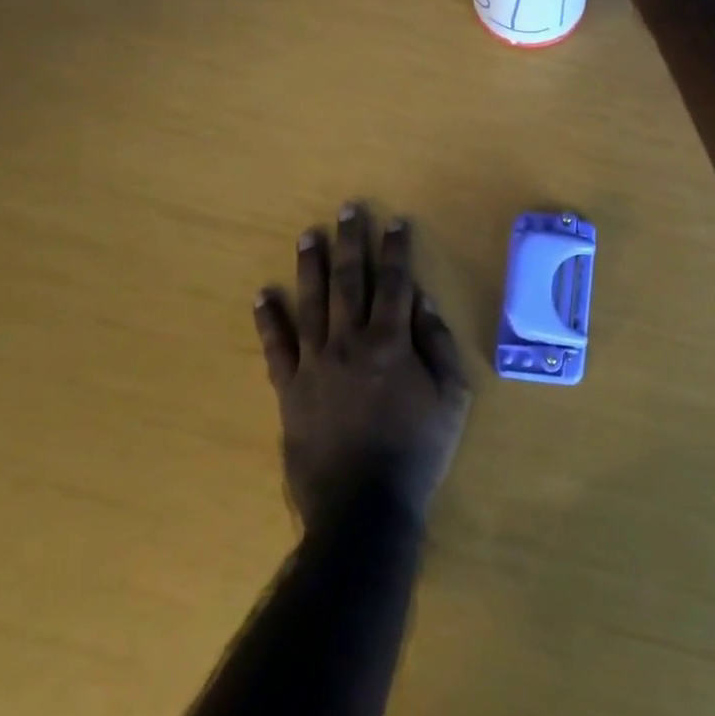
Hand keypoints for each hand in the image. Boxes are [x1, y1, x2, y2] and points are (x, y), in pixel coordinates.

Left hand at [255, 204, 471, 530]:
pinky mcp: (289, 390)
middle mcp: (350, 342)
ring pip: (311, 304)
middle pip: (350, 281)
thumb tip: (421, 301)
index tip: (394, 221)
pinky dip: (268, 321)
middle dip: (351, 242)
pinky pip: (276, 348)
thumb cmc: (417, 450)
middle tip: (347, 209)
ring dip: (310, 266)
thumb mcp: (451, 398)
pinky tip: (262, 296)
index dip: (396, 249)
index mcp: (392, 342)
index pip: (395, 282)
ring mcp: (315, 364)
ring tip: (307, 235)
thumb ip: (438, 344)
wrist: (363, 506)